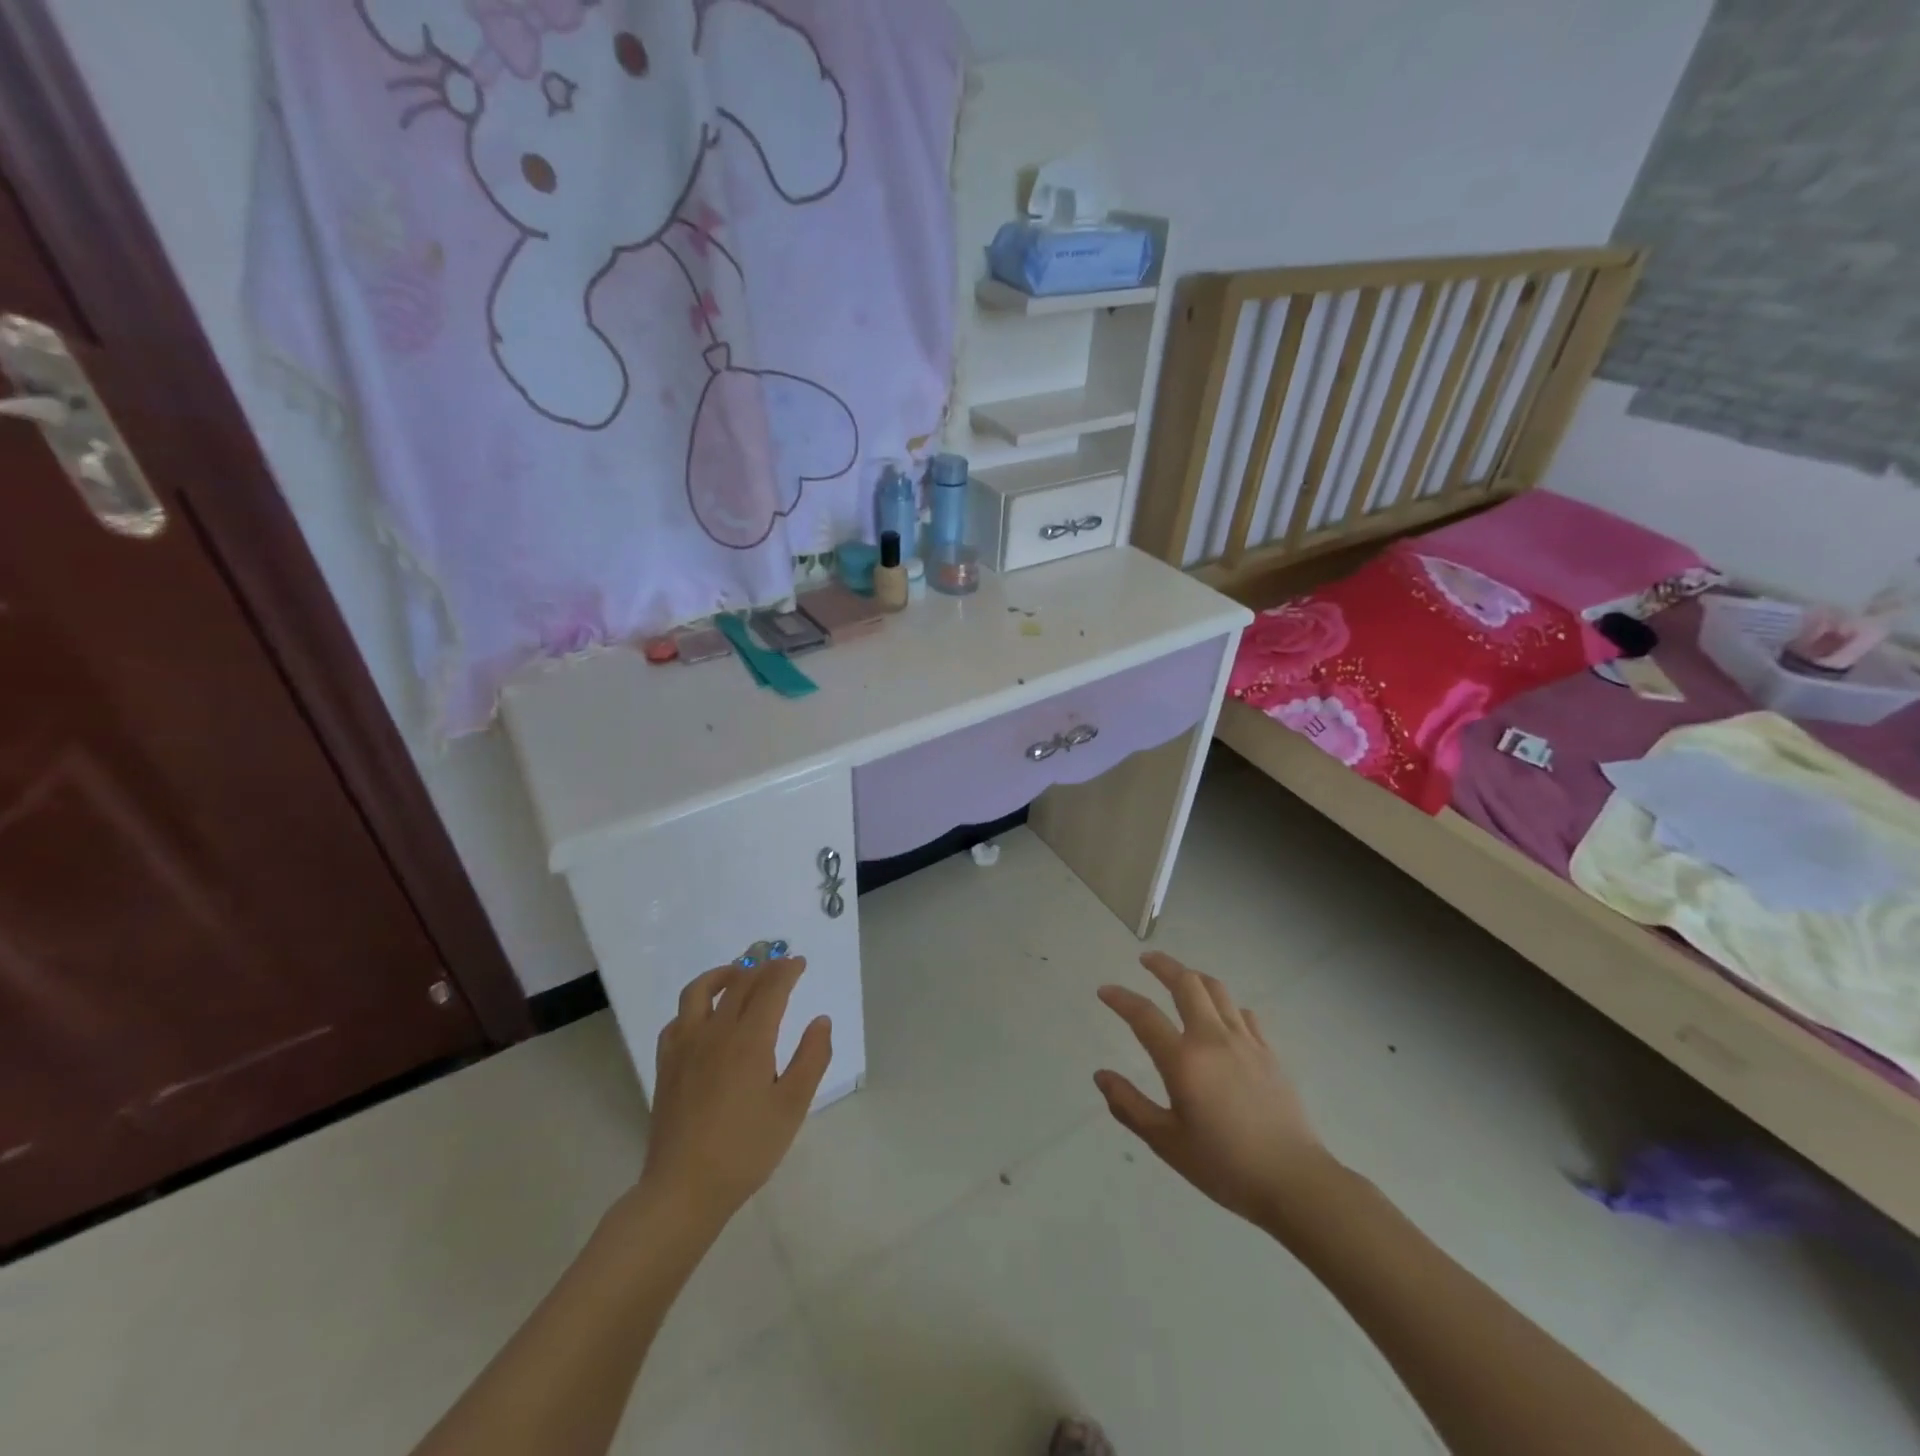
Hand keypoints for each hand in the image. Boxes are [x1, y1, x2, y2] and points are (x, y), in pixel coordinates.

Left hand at [639, 957, 831, 1229]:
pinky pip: (678, 1019)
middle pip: (739, 984)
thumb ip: (811, 1058)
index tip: (799, 963)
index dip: (786, 971)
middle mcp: (715, 1032)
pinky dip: (696, 1005)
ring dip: (723, 974)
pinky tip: (704, 1015)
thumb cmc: (746, 1149)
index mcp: (749, 1040)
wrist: (684, 1189)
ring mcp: (685, 1046)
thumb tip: (821, 1021)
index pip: (770, 989)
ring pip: (700, 991)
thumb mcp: (792, 1106)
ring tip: (738, 973)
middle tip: (778, 964)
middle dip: (762, 968)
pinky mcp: (666, 1064)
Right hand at [1095, 952, 1329, 1229]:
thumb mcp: (1167, 1143)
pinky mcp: (1269, 1053)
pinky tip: (1221, 1015)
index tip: (1104, 991)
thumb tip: (1101, 1076)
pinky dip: (1225, 1004)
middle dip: (1163, 966)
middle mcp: (1213, 1039)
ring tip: (1181, 976)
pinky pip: (1243, 1013)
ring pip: (1217, 990)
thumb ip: (1129, 1106)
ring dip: (1194, 976)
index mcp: (1184, 1060)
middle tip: (1146, 959)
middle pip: (1187, 984)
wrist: (1295, 1182)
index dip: (1120, 999)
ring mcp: (1245, 1042)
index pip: (1144, 1015)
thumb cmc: (1224, 1166)